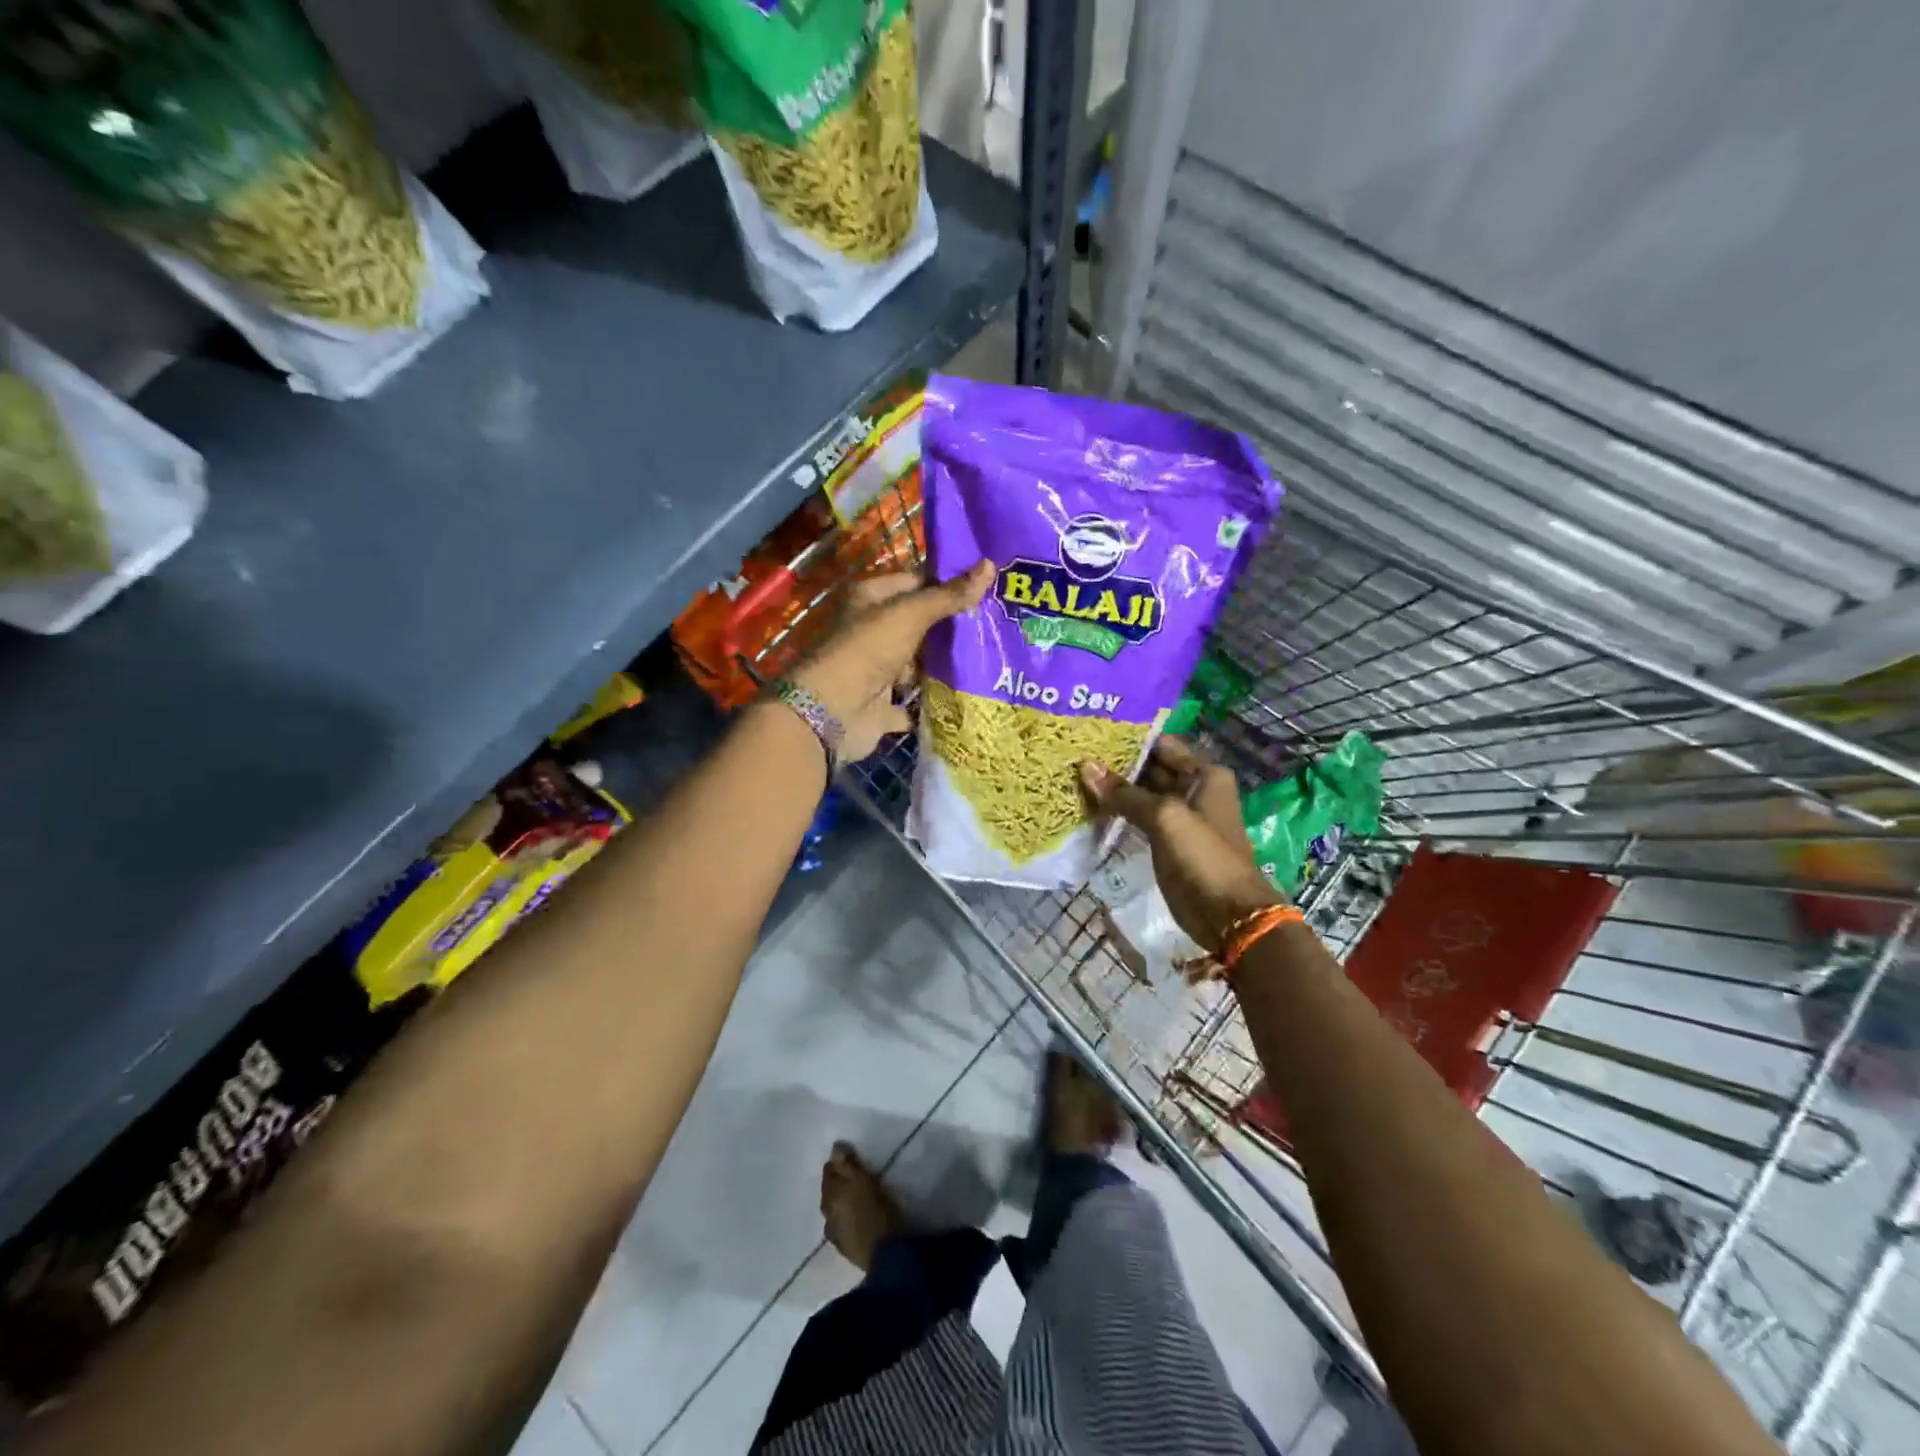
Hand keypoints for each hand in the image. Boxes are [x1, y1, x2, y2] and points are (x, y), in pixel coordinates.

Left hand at [789, 562, 993, 761]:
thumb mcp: (911, 614)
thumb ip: (949, 595)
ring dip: (948, 665)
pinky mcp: (884, 706)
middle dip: (953, 627)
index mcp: (871, 599)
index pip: (916, 583)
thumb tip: (990, 565)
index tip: (987, 589)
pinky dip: (935, 702)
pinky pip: (916, 702)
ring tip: (993, 658)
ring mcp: (878, 671)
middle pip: (920, 625)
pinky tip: (969, 697)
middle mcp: (873, 632)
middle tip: (998, 624)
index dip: (948, 584)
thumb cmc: (868, 649)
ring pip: (920, 664)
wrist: (833, 711)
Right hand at [1080, 738, 1283, 951]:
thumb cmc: (1203, 856)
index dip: (1129, 740)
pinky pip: (1140, 818)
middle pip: (1150, 768)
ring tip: (1075, 779)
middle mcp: (1194, 789)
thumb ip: (1125, 793)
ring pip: (1142, 794)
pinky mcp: (1168, 841)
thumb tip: (1085, 767)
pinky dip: (1119, 812)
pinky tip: (1090, 806)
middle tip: (1075, 757)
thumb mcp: (1165, 818)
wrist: (1228, 915)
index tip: (1092, 736)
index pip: (1161, 745)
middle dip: (1117, 765)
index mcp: (1204, 774)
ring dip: (1115, 790)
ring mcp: (1181, 817)